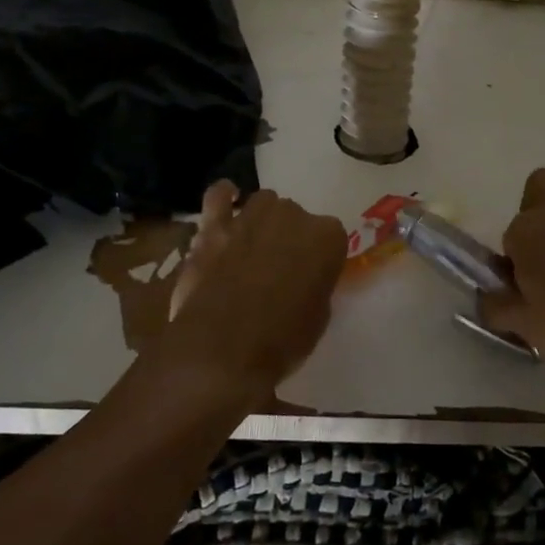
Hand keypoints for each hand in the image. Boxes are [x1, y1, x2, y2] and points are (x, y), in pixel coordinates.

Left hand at [159, 181, 347, 404]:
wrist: (224, 348)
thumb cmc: (282, 339)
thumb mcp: (319, 316)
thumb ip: (316, 285)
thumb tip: (304, 280)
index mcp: (327, 237)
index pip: (331, 236)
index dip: (319, 256)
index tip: (311, 275)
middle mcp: (292, 215)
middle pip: (295, 216)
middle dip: (289, 237)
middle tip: (279, 267)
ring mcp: (251, 216)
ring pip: (263, 204)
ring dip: (262, 221)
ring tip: (253, 246)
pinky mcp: (214, 226)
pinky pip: (218, 196)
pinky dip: (224, 197)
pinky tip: (228, 202)